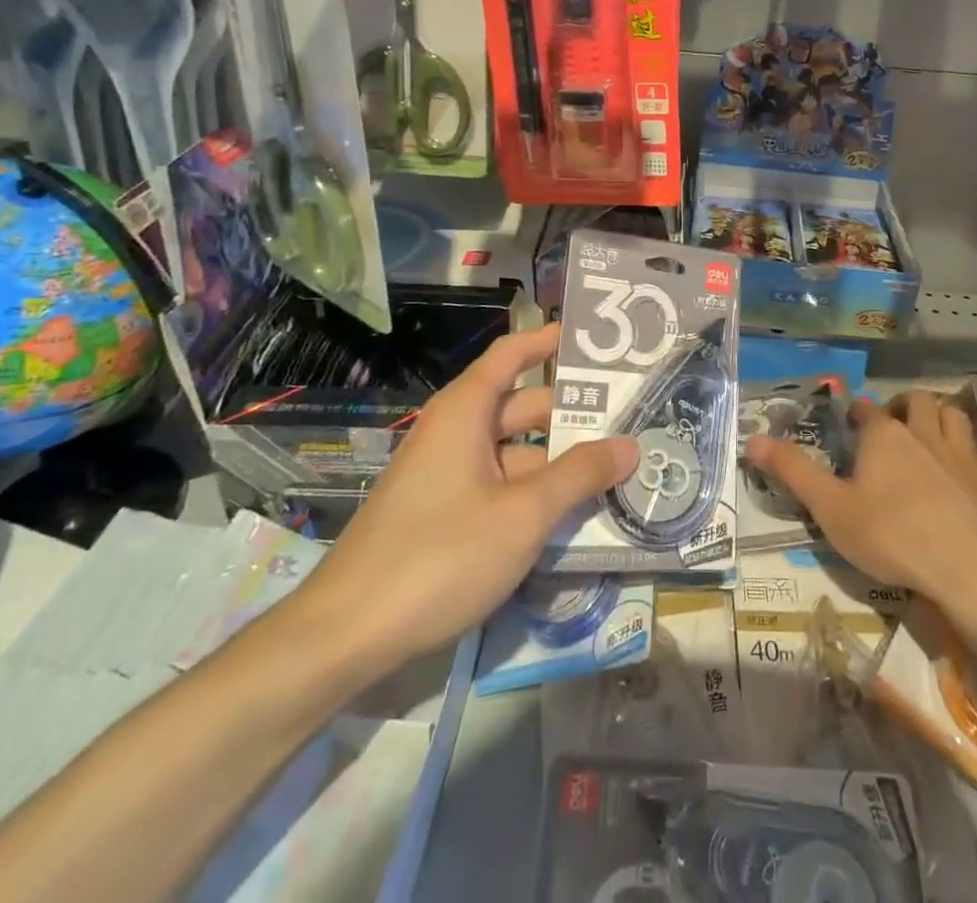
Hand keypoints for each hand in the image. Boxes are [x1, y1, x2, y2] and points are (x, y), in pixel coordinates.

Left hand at [292, 324, 636, 673]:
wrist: (346, 635)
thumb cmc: (440, 555)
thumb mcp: (523, 514)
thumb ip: (580, 475)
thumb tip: (630, 444)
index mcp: (465, 411)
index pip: (512, 354)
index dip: (549, 341)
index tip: (594, 341)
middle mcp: (454, 432)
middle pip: (521, 406)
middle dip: (572, 412)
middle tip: (630, 418)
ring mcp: (446, 476)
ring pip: (514, 453)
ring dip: (558, 460)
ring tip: (615, 469)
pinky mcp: (442, 514)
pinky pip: (499, 486)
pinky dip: (534, 492)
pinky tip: (572, 515)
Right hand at [746, 391, 976, 605]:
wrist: (967, 568)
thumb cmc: (890, 533)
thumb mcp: (829, 507)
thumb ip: (792, 471)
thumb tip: (751, 439)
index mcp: (884, 435)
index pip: (866, 409)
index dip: (855, 412)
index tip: (848, 423)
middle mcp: (924, 434)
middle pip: (917, 401)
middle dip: (903, 405)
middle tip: (892, 425)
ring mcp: (961, 457)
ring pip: (955, 418)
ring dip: (941, 419)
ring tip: (929, 436)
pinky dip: (973, 458)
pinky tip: (967, 473)